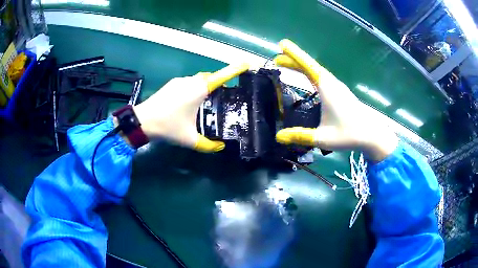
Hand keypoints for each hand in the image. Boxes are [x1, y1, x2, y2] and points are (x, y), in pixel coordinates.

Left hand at [133, 63, 249, 152]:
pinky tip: (191, 103)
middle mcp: (191, 81)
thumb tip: (220, 147)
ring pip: (199, 79)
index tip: (247, 64)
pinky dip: (195, 88)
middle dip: (220, 82)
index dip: (235, 69)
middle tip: (225, 95)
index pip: (222, 76)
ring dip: (206, 86)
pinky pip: (189, 82)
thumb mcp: (190, 139)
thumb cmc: (168, 127)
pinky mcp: (172, 84)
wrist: (143, 121)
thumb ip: (208, 145)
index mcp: (199, 90)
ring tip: (208, 102)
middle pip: (211, 77)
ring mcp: (180, 81)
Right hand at [274, 39, 397, 160]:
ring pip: (317, 71)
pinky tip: (308, 78)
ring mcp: (338, 88)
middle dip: (293, 60)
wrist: (372, 136)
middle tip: (277, 59)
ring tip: (287, 65)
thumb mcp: (323, 139)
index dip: (295, 55)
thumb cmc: (349, 135)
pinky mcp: (341, 93)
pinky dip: (310, 73)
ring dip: (302, 66)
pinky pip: (322, 77)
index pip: (308, 67)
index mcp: (328, 89)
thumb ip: (300, 136)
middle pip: (310, 66)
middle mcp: (332, 84)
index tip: (282, 44)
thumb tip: (278, 136)